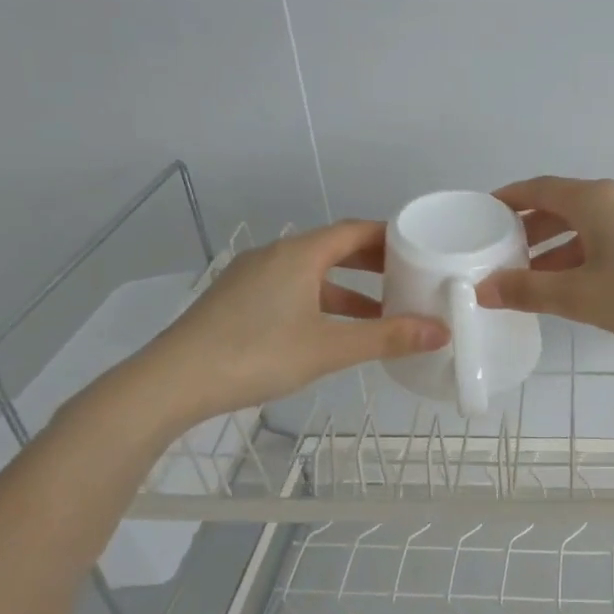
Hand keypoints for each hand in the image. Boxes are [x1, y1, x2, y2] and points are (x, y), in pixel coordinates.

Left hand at [132, 220, 448, 428]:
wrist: (172, 381)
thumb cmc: (257, 354)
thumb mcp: (331, 348)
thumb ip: (388, 338)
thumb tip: (441, 332)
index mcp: (299, 254)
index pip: (354, 231)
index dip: (390, 237)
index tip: (421, 248)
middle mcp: (275, 256)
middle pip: (333, 248)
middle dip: (373, 264)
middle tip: (409, 278)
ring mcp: (252, 278)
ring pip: (312, 274)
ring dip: (348, 289)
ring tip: (381, 312)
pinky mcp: (237, 301)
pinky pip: (292, 290)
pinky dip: (321, 302)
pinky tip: (333, 330)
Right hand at [476, 177, 613, 343]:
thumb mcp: (582, 296)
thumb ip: (529, 291)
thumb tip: (483, 289)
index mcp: (595, 199)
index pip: (539, 189)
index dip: (508, 199)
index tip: (484, 213)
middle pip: (565, 205)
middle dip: (532, 229)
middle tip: (505, 253)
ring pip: (592, 223)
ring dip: (561, 245)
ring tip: (538, 275)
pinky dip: (589, 251)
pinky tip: (584, 281)